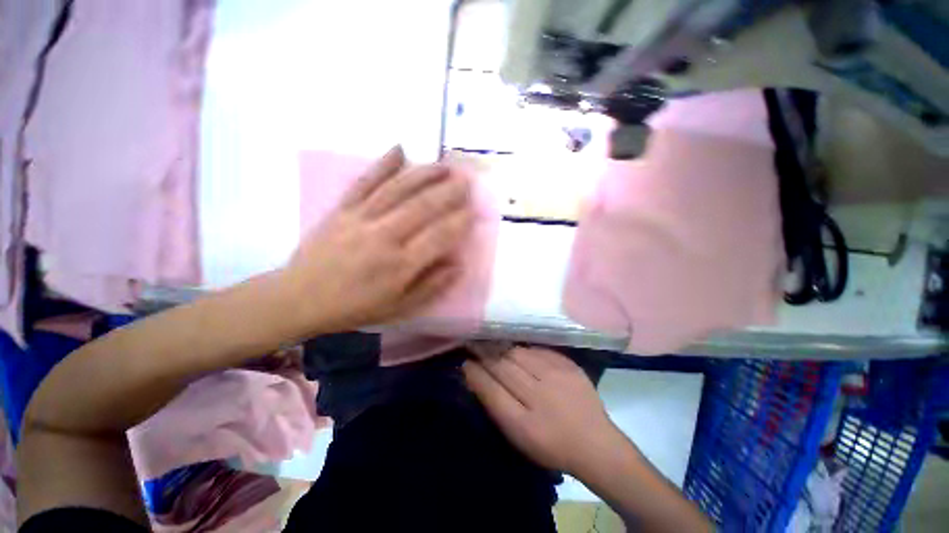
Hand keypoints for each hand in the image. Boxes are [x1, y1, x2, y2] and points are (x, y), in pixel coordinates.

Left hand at [283, 146, 473, 334]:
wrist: (301, 298)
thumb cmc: (355, 307)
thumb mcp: (399, 308)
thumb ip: (431, 287)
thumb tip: (457, 265)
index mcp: (399, 266)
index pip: (439, 237)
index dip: (459, 222)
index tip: (473, 210)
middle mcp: (383, 237)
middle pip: (422, 207)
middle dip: (449, 192)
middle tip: (466, 181)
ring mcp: (360, 219)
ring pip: (398, 189)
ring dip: (424, 174)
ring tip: (444, 165)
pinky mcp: (342, 209)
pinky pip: (364, 182)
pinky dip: (382, 164)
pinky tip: (399, 149)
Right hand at [463, 347, 622, 474]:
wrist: (596, 443)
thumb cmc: (551, 446)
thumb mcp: (519, 437)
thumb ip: (497, 406)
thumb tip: (478, 378)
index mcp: (523, 423)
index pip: (491, 390)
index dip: (475, 374)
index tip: (465, 362)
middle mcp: (539, 396)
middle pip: (503, 367)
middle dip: (484, 353)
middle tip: (473, 343)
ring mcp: (556, 377)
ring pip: (518, 354)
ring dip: (501, 348)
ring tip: (491, 343)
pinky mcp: (569, 365)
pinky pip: (538, 350)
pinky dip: (524, 349)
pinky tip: (517, 350)